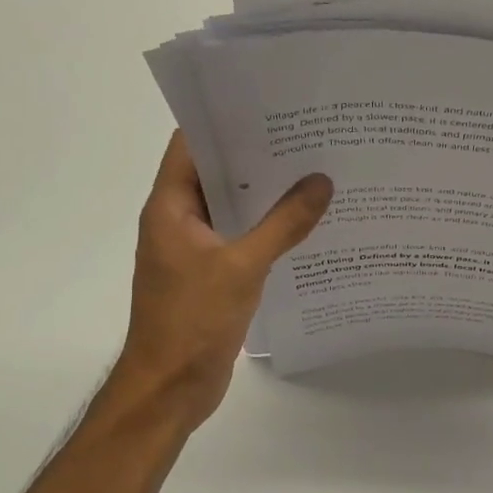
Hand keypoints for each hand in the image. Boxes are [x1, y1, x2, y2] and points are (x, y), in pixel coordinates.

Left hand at [112, 132, 331, 429]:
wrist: (170, 388)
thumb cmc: (192, 321)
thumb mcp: (242, 267)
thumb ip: (284, 224)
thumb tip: (322, 181)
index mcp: (171, 207)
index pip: (192, 145)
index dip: (225, 121)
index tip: (269, 104)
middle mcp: (179, 221)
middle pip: (217, 174)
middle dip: (257, 155)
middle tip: (308, 135)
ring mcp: (196, 250)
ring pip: (233, 208)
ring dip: (267, 194)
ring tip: (315, 170)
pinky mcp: (213, 276)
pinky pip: (242, 239)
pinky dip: (268, 229)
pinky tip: (306, 223)